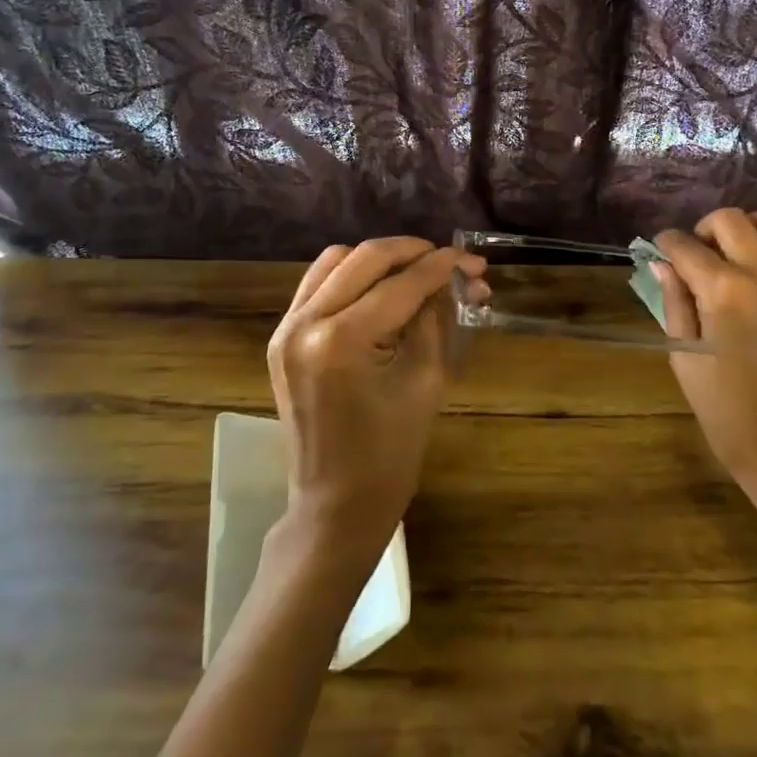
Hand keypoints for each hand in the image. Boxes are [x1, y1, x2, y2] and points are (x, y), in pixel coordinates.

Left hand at [266, 238, 484, 566]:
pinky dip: (351, 275)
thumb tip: (452, 280)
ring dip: (380, 260)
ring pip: (336, 261)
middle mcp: (304, 323)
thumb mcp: (425, 381)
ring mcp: (286, 328)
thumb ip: (434, 320)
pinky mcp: (282, 337)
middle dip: (413, 252)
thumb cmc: (390, 454)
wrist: (335, 504)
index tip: (474, 261)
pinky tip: (380, 288)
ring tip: (416, 271)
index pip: (401, 284)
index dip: (442, 267)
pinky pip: (318, 284)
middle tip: (449, 261)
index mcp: (341, 341)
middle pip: (365, 258)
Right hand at [652, 209, 756, 547]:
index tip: (662, 250)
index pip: (684, 247)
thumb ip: (675, 304)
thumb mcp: (686, 361)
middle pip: (731, 220)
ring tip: (747, 248)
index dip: (666, 244)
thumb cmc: (729, 415)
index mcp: (722, 292)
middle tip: (701, 251)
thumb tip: (664, 265)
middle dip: (705, 228)